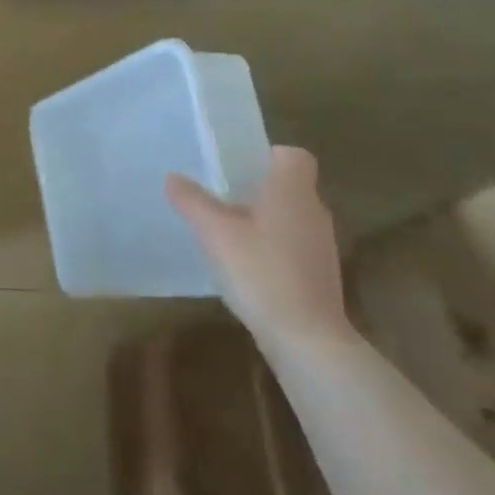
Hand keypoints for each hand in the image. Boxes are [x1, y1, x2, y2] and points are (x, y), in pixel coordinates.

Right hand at [166, 147, 352, 352]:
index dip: (267, 155)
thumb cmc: (261, 272)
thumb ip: (192, 201)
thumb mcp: (215, 232)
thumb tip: (173, 177)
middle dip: (257, 188)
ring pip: (291, 217)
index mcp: (293, 190)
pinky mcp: (320, 275)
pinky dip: (272, 248)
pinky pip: (293, 245)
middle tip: (220, 197)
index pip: (292, 155)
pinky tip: (246, 267)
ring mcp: (321, 245)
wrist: (306, 338)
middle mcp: (314, 211)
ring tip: (227, 233)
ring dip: (264, 220)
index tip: (237, 167)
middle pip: (289, 186)